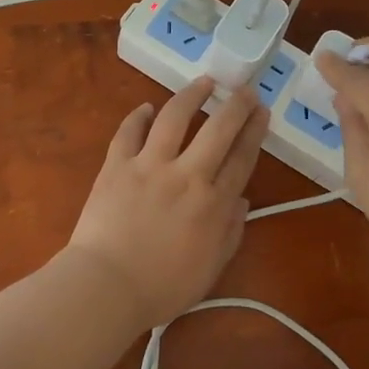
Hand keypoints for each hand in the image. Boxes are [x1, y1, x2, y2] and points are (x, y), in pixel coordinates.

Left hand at [64, 78, 270, 330]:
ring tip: (204, 81)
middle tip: (245, 89)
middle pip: (218, 129)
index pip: (242, 158)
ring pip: (174, 117)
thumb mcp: (210, 269)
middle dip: (236, 104)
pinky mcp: (117, 165)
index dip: (255, 132)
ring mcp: (149, 165)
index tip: (262, 112)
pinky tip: (147, 108)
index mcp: (213, 203)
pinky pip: (128, 132)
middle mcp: (186, 174)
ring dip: (192, 95)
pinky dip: (138, 116)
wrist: (106, 286)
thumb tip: (242, 201)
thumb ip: (230, 232)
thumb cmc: (162, 287)